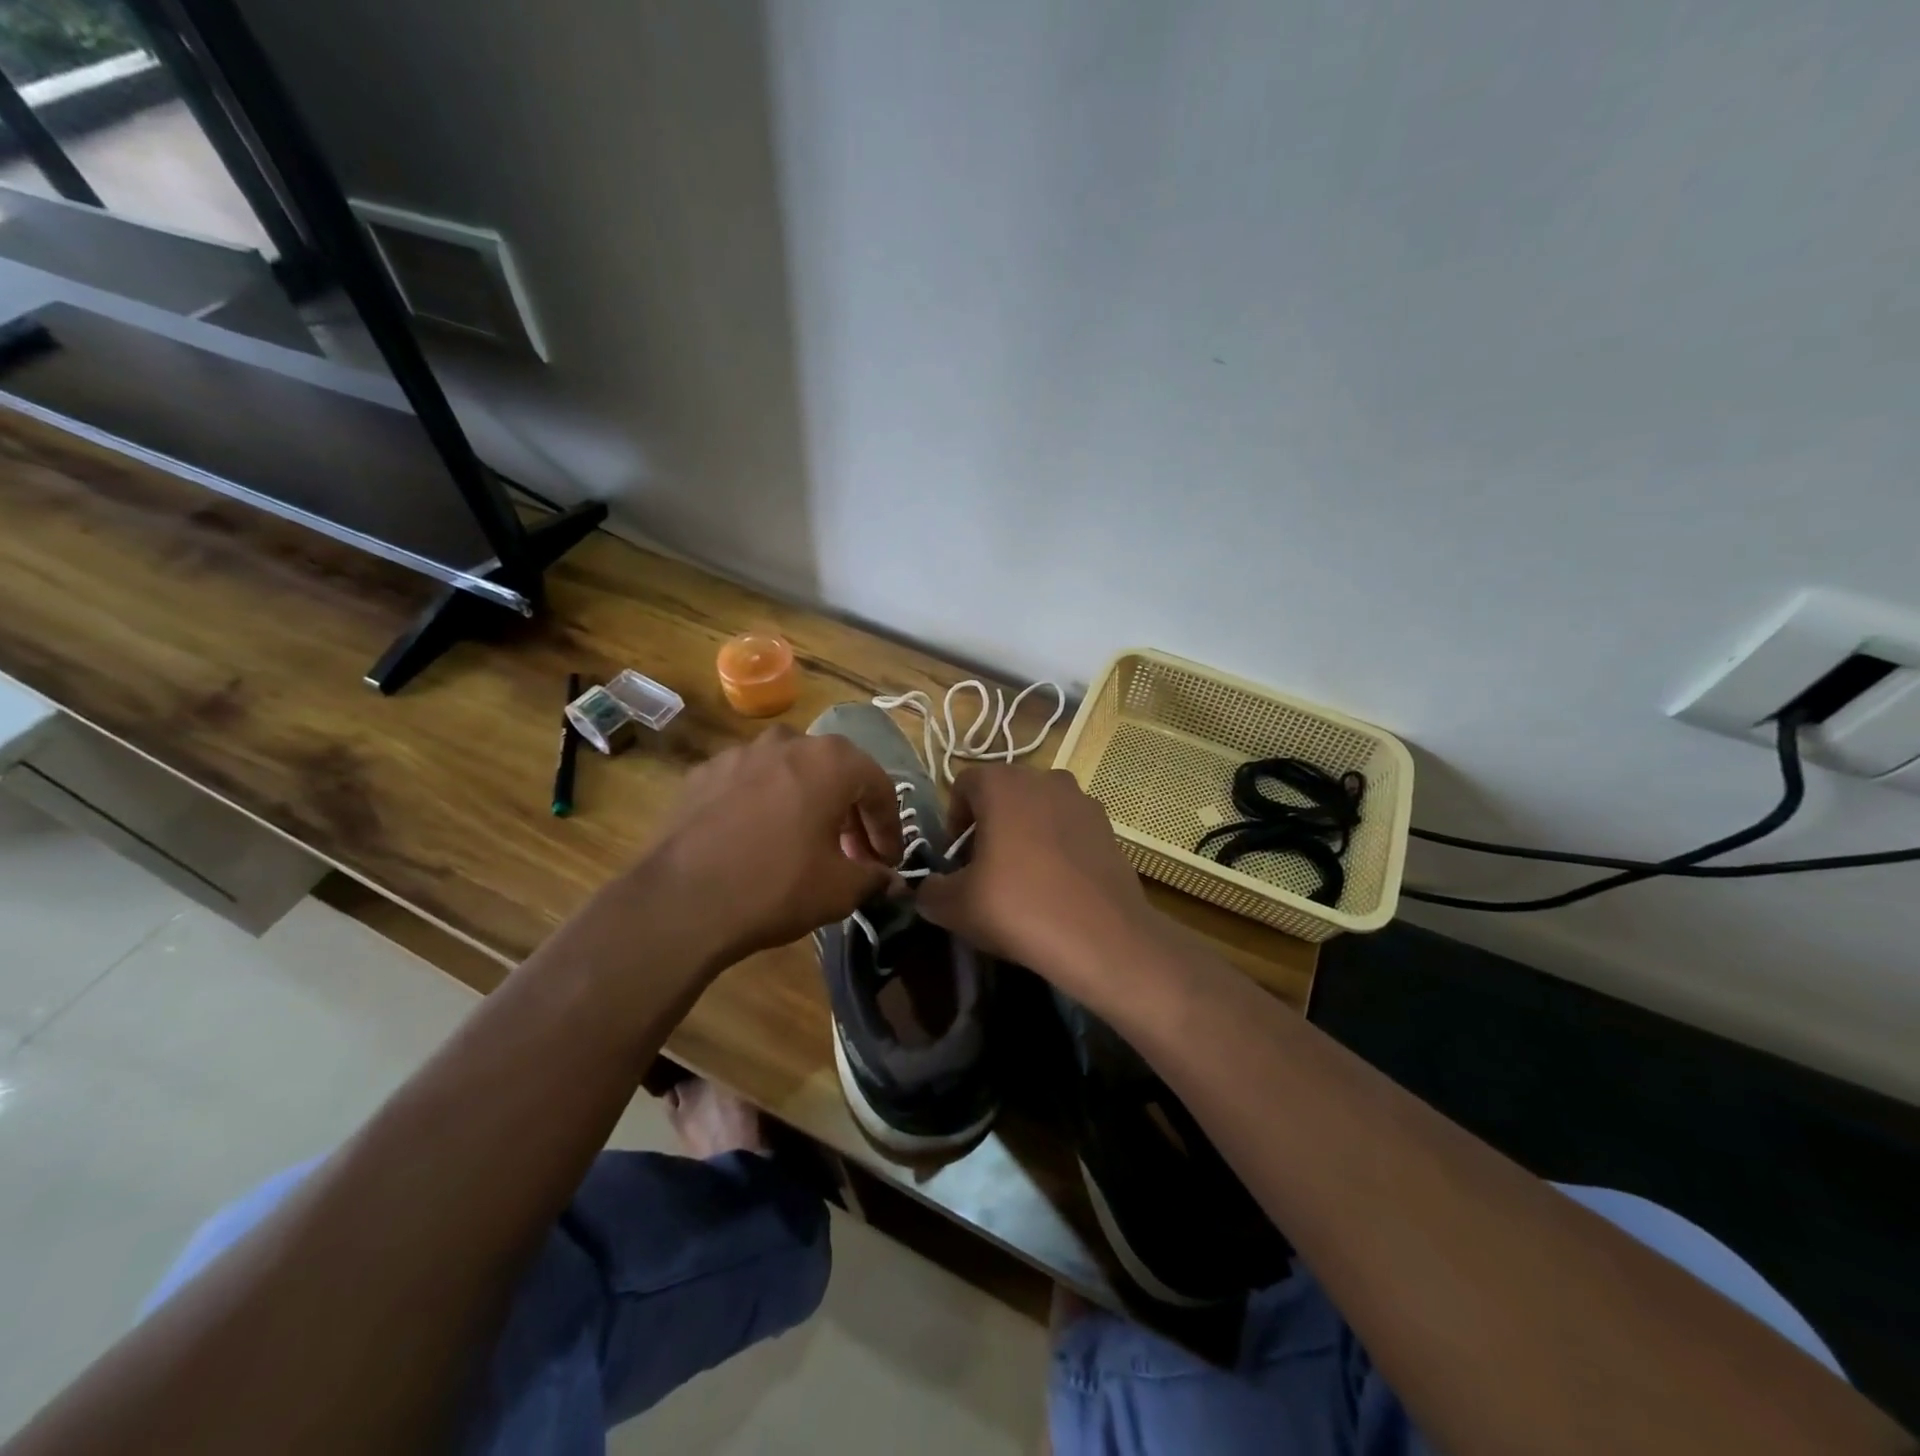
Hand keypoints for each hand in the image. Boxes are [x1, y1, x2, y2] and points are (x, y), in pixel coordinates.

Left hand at [639, 725, 905, 970]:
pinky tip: (758, 840)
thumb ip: (874, 876)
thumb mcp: (841, 890)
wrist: (680, 901)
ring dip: (807, 804)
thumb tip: (887, 878)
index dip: (889, 827)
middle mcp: (788, 741)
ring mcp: (740, 753)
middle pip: (835, 773)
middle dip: (850, 814)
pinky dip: (765, 806)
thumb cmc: (777, 886)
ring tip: (806, 844)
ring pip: (791, 773)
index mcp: (832, 760)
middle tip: (853, 854)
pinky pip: (750, 784)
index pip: (879, 787)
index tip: (888, 861)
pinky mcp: (703, 774)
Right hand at [915, 766, 1151, 1000]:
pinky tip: (1056, 886)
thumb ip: (930, 890)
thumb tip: (928, 888)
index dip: (953, 820)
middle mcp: (1044, 778)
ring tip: (1023, 878)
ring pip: (1039, 809)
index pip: (963, 785)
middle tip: (984, 869)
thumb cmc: (1017, 907)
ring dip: (1025, 833)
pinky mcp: (1109, 827)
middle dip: (989, 825)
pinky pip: (1069, 828)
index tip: (956, 859)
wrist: (1101, 937)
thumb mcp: (955, 906)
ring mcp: (1083, 800)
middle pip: (1004, 794)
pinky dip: (1057, 847)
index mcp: (1002, 783)